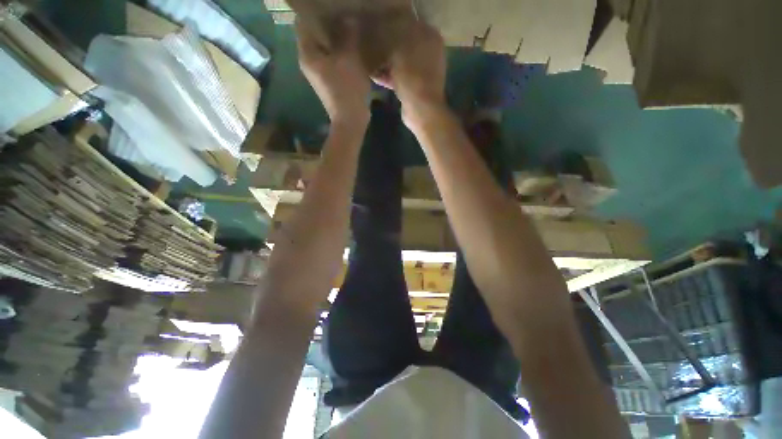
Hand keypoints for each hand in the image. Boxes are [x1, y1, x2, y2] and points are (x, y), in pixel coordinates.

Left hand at [296, 19, 370, 124]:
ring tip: (349, 28)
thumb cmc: (347, 89)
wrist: (350, 120)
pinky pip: (331, 60)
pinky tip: (351, 48)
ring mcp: (318, 73)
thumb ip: (348, 35)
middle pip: (313, 34)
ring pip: (323, 48)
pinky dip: (338, 52)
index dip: (315, 11)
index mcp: (307, 53)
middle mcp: (308, 61)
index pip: (303, 22)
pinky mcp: (328, 81)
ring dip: (334, 38)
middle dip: (327, 23)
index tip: (329, 6)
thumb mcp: (350, 59)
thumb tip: (348, 19)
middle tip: (342, 14)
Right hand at [372, 22, 446, 127]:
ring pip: (399, 62)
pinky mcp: (413, 87)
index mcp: (429, 38)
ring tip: (368, 61)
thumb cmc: (412, 77)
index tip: (377, 30)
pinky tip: (372, 75)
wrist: (421, 110)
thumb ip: (391, 38)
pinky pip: (398, 77)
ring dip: (384, 63)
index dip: (392, 26)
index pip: (408, 25)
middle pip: (403, 45)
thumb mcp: (399, 52)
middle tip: (371, 46)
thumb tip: (382, 33)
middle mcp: (427, 53)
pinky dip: (387, 76)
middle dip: (386, 47)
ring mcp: (421, 72)